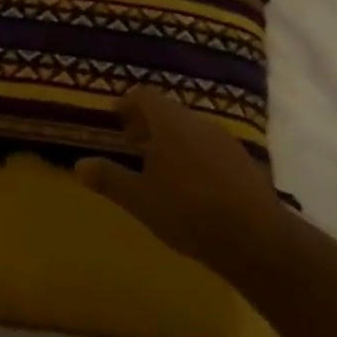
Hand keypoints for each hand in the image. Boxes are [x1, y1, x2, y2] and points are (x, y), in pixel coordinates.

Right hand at [75, 89, 284, 273]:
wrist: (258, 239)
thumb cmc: (188, 210)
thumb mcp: (139, 198)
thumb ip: (109, 178)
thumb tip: (78, 165)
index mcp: (170, 122)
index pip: (144, 96)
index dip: (127, 104)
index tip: (115, 118)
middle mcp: (198, 122)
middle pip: (169, 112)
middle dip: (148, 125)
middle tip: (131, 144)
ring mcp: (226, 141)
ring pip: (191, 131)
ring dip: (172, 141)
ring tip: (159, 168)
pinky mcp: (246, 164)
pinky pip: (210, 149)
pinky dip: (194, 157)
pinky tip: (191, 186)